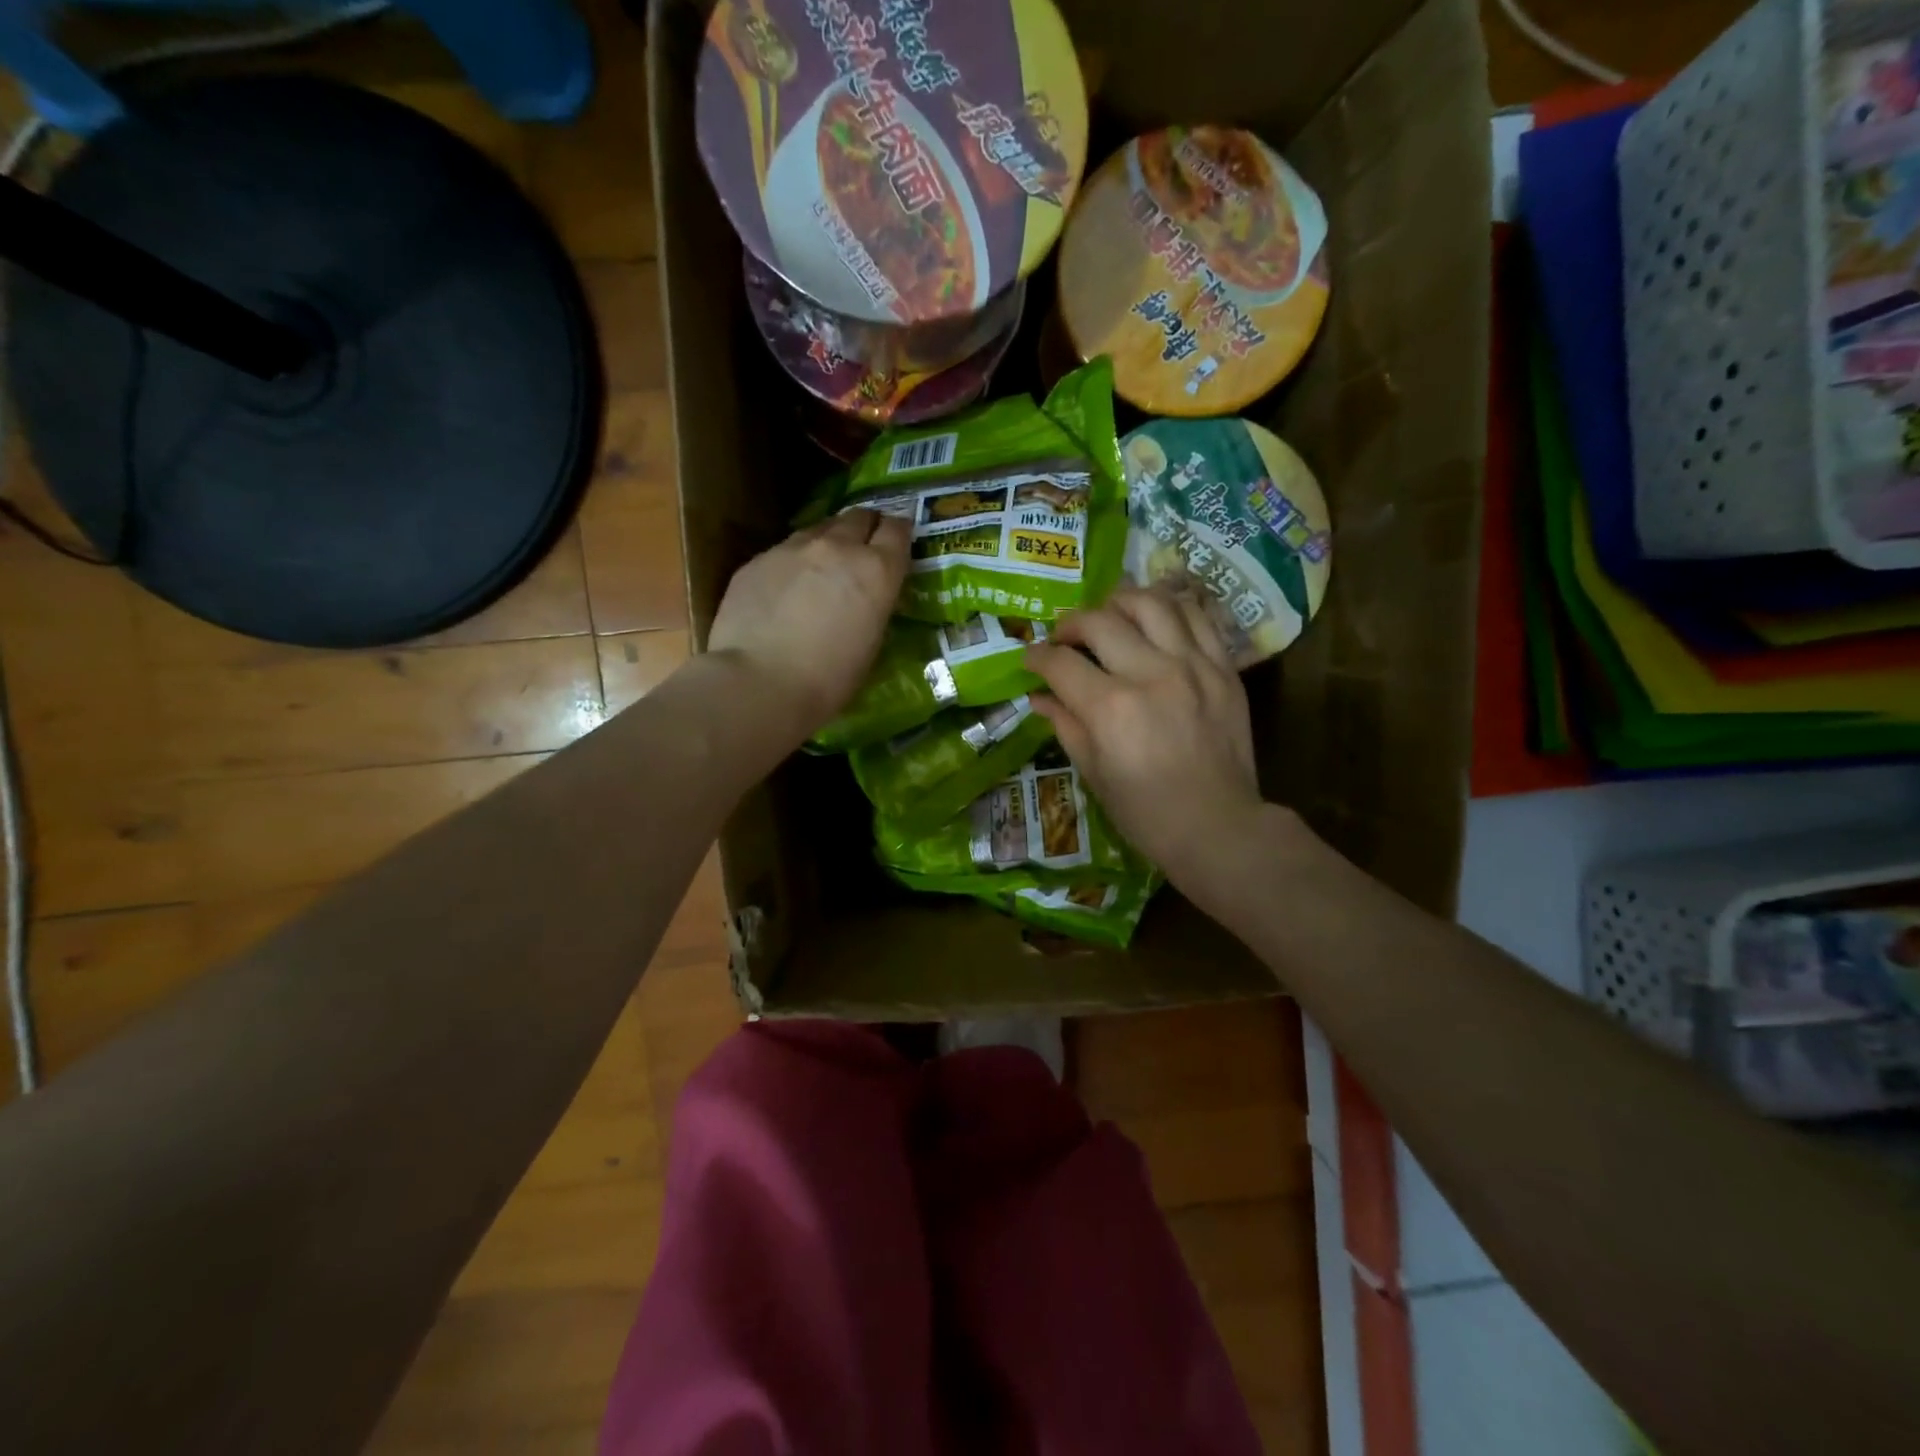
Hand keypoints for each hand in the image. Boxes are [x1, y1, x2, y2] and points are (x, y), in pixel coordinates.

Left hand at [708, 509, 909, 740]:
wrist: (760, 682)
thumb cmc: (829, 679)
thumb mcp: (871, 643)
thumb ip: (874, 605)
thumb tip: (868, 597)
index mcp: (876, 570)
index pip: (897, 530)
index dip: (899, 532)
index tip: (898, 541)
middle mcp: (838, 547)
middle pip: (858, 517)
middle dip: (865, 528)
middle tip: (863, 547)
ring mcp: (793, 548)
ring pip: (819, 529)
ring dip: (828, 541)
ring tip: (823, 565)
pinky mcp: (758, 560)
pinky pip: (784, 551)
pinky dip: (793, 563)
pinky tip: (785, 589)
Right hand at [1025, 585, 1265, 890]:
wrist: (1218, 827)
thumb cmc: (1145, 812)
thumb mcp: (1092, 773)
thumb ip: (1065, 724)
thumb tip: (1039, 695)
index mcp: (1111, 708)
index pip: (1061, 661)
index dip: (1037, 656)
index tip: (1031, 659)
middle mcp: (1150, 674)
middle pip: (1099, 621)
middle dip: (1070, 624)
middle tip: (1064, 638)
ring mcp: (1193, 666)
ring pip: (1151, 603)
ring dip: (1119, 601)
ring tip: (1109, 616)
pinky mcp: (1223, 668)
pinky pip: (1196, 616)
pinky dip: (1169, 609)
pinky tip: (1154, 619)